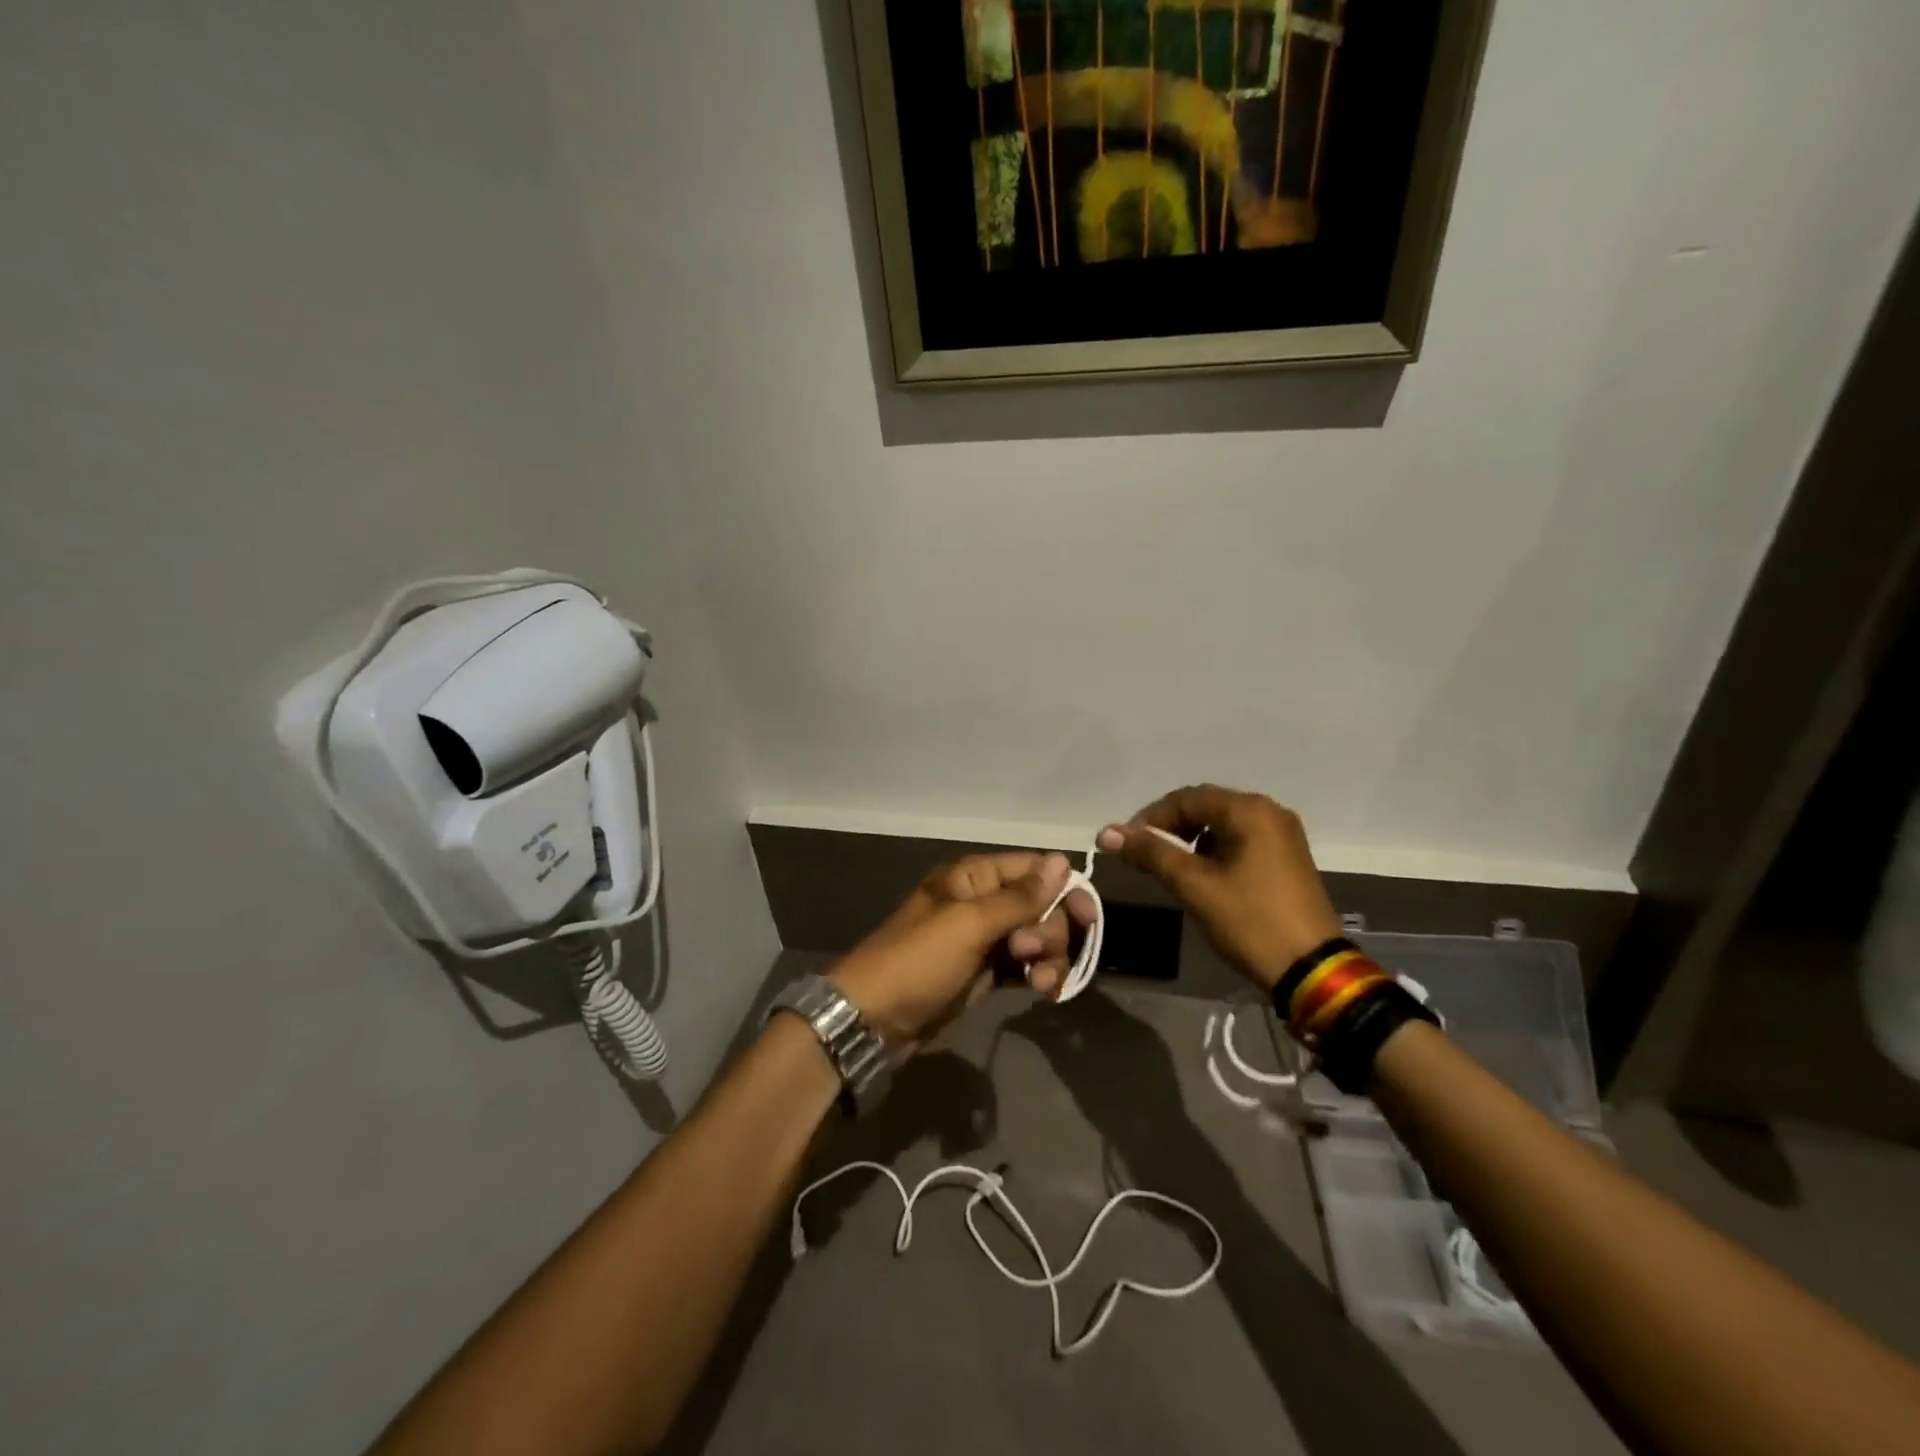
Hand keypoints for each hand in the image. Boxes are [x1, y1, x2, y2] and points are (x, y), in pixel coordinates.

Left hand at [828, 852, 1098, 1047]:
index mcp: (974, 877)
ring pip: (1038, 937)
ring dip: (1048, 958)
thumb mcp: (969, 924)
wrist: (874, 1020)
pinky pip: (1026, 966)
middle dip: (1049, 930)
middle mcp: (983, 902)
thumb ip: (1019, 897)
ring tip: (1041, 983)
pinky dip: (1039, 976)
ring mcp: (985, 939)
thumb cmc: (919, 961)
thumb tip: (1062, 861)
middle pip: (1042, 905)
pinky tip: (1044, 992)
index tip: (1087, 918)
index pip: (1034, 869)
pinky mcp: (987, 972)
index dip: (1064, 890)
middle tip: (1029, 953)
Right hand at [1098, 785, 1340, 990]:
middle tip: (1144, 857)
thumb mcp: (1194, 886)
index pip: (1186, 798)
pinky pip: (1241, 841)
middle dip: (1170, 829)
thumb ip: (1151, 853)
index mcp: (1250, 811)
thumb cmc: (1250, 921)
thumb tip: (1106, 833)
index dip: (1151, 818)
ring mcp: (1283, 835)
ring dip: (1191, 841)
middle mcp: (1270, 812)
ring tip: (1170, 870)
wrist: (1312, 971)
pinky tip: (1203, 877)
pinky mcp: (1287, 858)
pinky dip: (1214, 852)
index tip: (1127, 846)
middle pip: (1205, 807)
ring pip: (1222, 825)